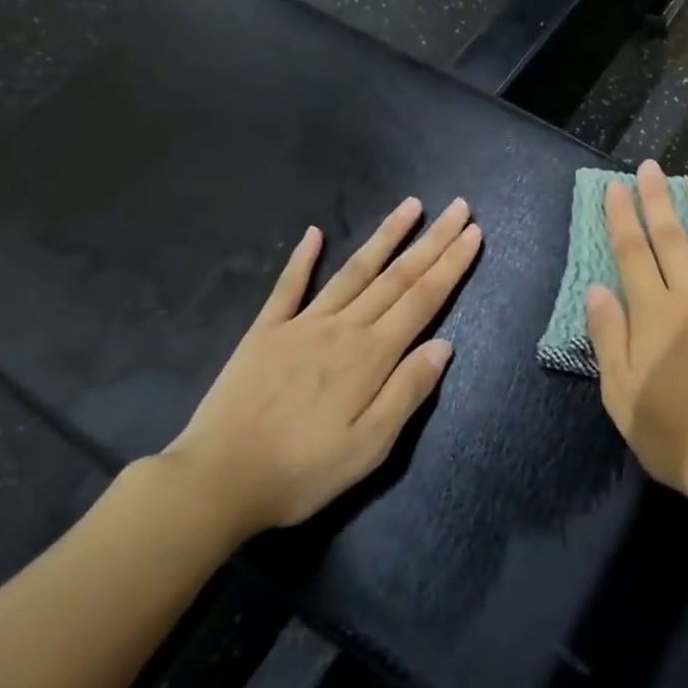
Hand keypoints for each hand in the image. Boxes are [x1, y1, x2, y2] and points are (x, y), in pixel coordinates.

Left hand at [162, 196, 481, 538]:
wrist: (215, 482)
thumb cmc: (301, 472)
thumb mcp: (369, 447)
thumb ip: (408, 391)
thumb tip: (444, 344)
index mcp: (371, 356)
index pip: (423, 299)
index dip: (451, 265)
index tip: (473, 233)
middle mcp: (342, 328)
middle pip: (397, 276)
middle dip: (432, 240)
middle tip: (459, 208)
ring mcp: (301, 324)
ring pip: (354, 270)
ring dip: (386, 236)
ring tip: (411, 205)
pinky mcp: (265, 332)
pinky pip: (288, 287)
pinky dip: (302, 258)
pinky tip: (314, 232)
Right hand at [585, 161, 687, 507]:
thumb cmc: (672, 431)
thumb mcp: (621, 391)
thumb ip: (608, 336)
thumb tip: (596, 288)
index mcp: (653, 313)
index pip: (632, 253)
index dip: (623, 217)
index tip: (617, 186)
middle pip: (672, 240)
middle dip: (659, 200)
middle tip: (653, 168)